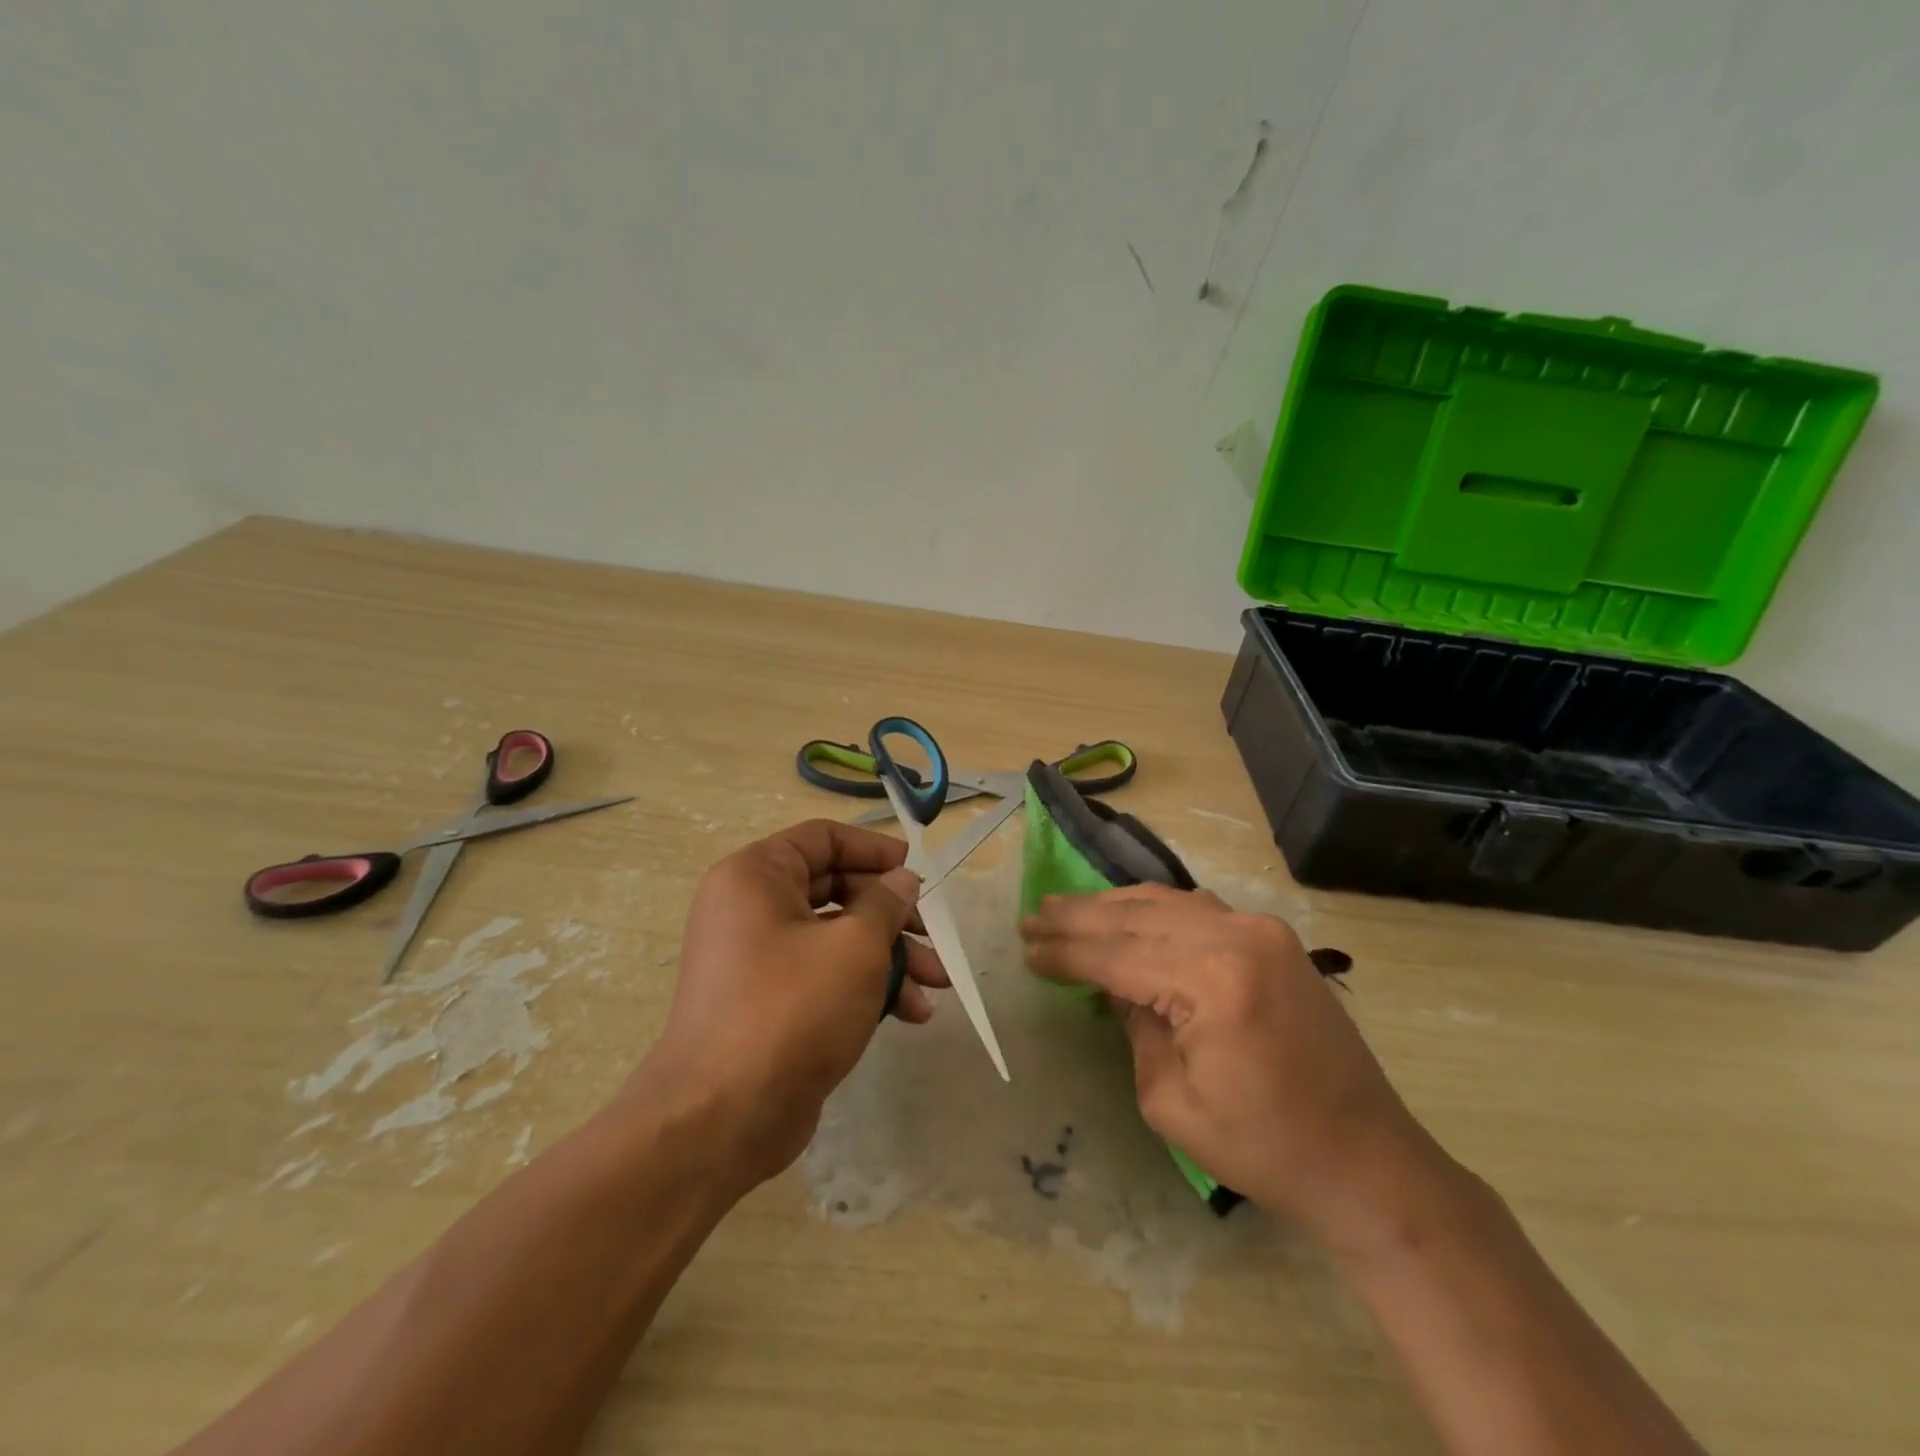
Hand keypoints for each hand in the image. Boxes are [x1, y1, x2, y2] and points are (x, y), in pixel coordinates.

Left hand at [639, 819, 948, 1187]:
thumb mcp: (854, 946)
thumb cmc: (792, 1008)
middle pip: (836, 890)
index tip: (916, 871)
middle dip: (893, 915)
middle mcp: (751, 909)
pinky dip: (866, 987)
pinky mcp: (771, 1003)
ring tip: (938, 986)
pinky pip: (825, 976)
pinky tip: (911, 1014)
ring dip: (891, 957)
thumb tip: (902, 879)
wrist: (722, 1118)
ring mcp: (759, 959)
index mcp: (756, 876)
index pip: (823, 838)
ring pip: (836, 938)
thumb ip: (886, 903)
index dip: (874, 849)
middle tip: (935, 935)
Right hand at [1020, 885, 1435, 1249]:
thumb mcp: (1171, 1101)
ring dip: (1113, 906)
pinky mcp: (1274, 939)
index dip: (1067, 952)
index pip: (1118, 954)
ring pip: (1167, 902)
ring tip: (1066, 908)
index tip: (1026, 947)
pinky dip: (1154, 908)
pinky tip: (1125, 913)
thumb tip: (1114, 985)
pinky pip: (1198, 909)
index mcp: (1212, 981)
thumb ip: (1134, 1027)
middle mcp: (1238, 937)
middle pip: (1138, 916)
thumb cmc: (1264, 1148)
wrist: (1366, 1161)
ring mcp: (1262, 930)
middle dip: (1079, 917)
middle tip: (1034, 916)